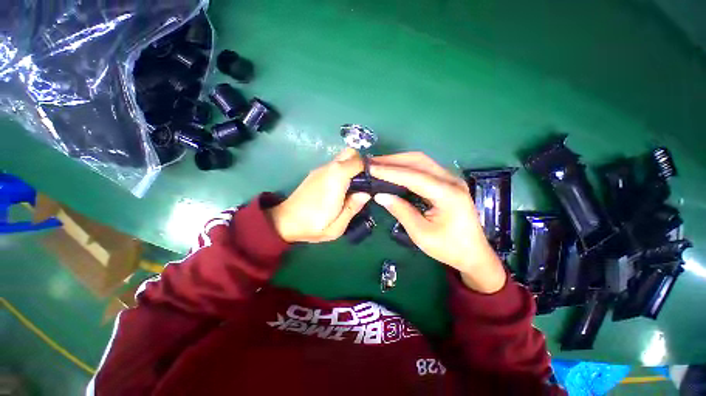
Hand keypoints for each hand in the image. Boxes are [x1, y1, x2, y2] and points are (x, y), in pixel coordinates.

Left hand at [268, 148, 370, 242]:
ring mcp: (321, 169)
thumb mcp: (337, 226)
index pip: (357, 161)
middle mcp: (328, 169)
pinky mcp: (316, 173)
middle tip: (364, 182)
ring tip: (355, 187)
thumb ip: (353, 207)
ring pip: (342, 158)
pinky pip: (335, 165)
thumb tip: (366, 194)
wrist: (284, 222)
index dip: (369, 168)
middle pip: (350, 153)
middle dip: (361, 163)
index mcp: (336, 179)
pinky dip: (343, 171)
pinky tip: (342, 188)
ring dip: (352, 167)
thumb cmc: (312, 226)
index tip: (374, 181)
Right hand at [370, 152, 505, 293]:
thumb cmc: (449, 248)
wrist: (474, 254)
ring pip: (422, 161)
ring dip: (399, 161)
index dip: (390, 171)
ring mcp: (451, 179)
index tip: (370, 169)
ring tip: (379, 165)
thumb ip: (401, 211)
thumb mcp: (421, 234)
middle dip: (393, 160)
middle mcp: (451, 180)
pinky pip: (424, 168)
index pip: (414, 176)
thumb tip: (380, 195)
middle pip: (419, 161)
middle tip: (372, 163)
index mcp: (448, 194)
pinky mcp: (448, 182)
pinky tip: (395, 171)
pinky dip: (407, 167)